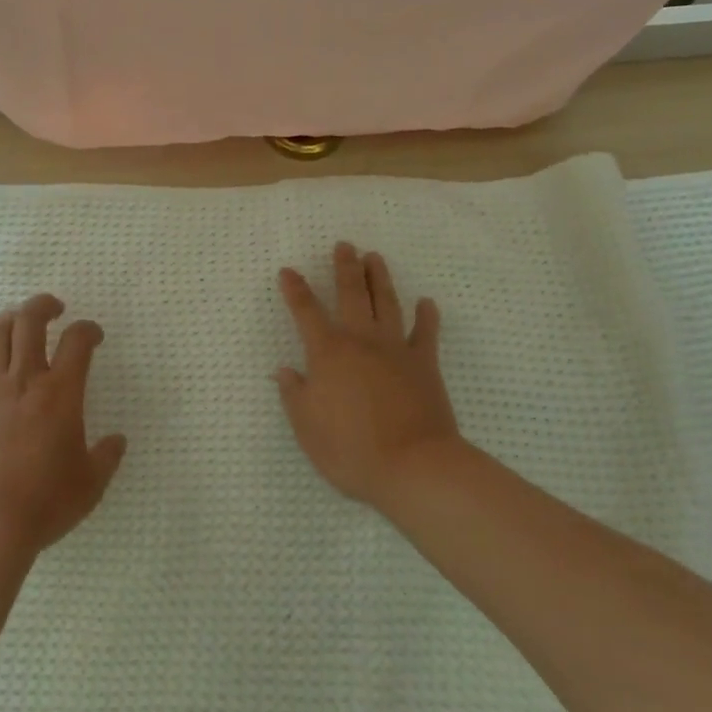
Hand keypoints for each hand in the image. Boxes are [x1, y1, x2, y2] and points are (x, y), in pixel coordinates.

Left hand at [0, 294, 126, 562]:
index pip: (78, 340)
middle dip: (44, 304)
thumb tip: (117, 440)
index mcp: (60, 392)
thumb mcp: (90, 484)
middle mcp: (23, 379)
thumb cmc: (44, 504)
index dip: (88, 329)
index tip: (93, 335)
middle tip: (53, 308)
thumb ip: (106, 456)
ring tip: (16, 323)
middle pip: (30, 320)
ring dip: (8, 319)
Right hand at [276, 243, 459, 507]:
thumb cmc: (351, 450)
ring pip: (386, 303)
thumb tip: (285, 371)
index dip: (295, 290)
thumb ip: (294, 395)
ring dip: (379, 278)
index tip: (288, 271)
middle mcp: (361, 341)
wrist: (414, 466)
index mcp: (328, 353)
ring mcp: (396, 349)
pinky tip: (426, 302)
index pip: (306, 312)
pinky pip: (426, 333)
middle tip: (344, 245)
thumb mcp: (307, 428)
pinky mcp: (425, 364)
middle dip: (345, 267)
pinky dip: (426, 316)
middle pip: (351, 294)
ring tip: (375, 257)